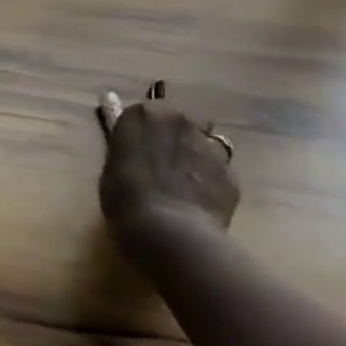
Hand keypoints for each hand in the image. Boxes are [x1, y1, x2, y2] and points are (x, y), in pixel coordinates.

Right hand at [96, 91, 239, 256]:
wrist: (170, 233)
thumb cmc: (125, 198)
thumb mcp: (112, 168)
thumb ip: (126, 149)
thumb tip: (129, 142)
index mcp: (143, 114)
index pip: (144, 112)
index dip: (143, 131)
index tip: (139, 149)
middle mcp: (179, 120)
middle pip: (181, 121)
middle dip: (175, 136)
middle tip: (164, 163)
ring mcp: (209, 146)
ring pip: (205, 144)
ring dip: (197, 156)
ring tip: (186, 184)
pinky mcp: (232, 174)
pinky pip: (220, 173)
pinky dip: (212, 183)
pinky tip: (202, 204)